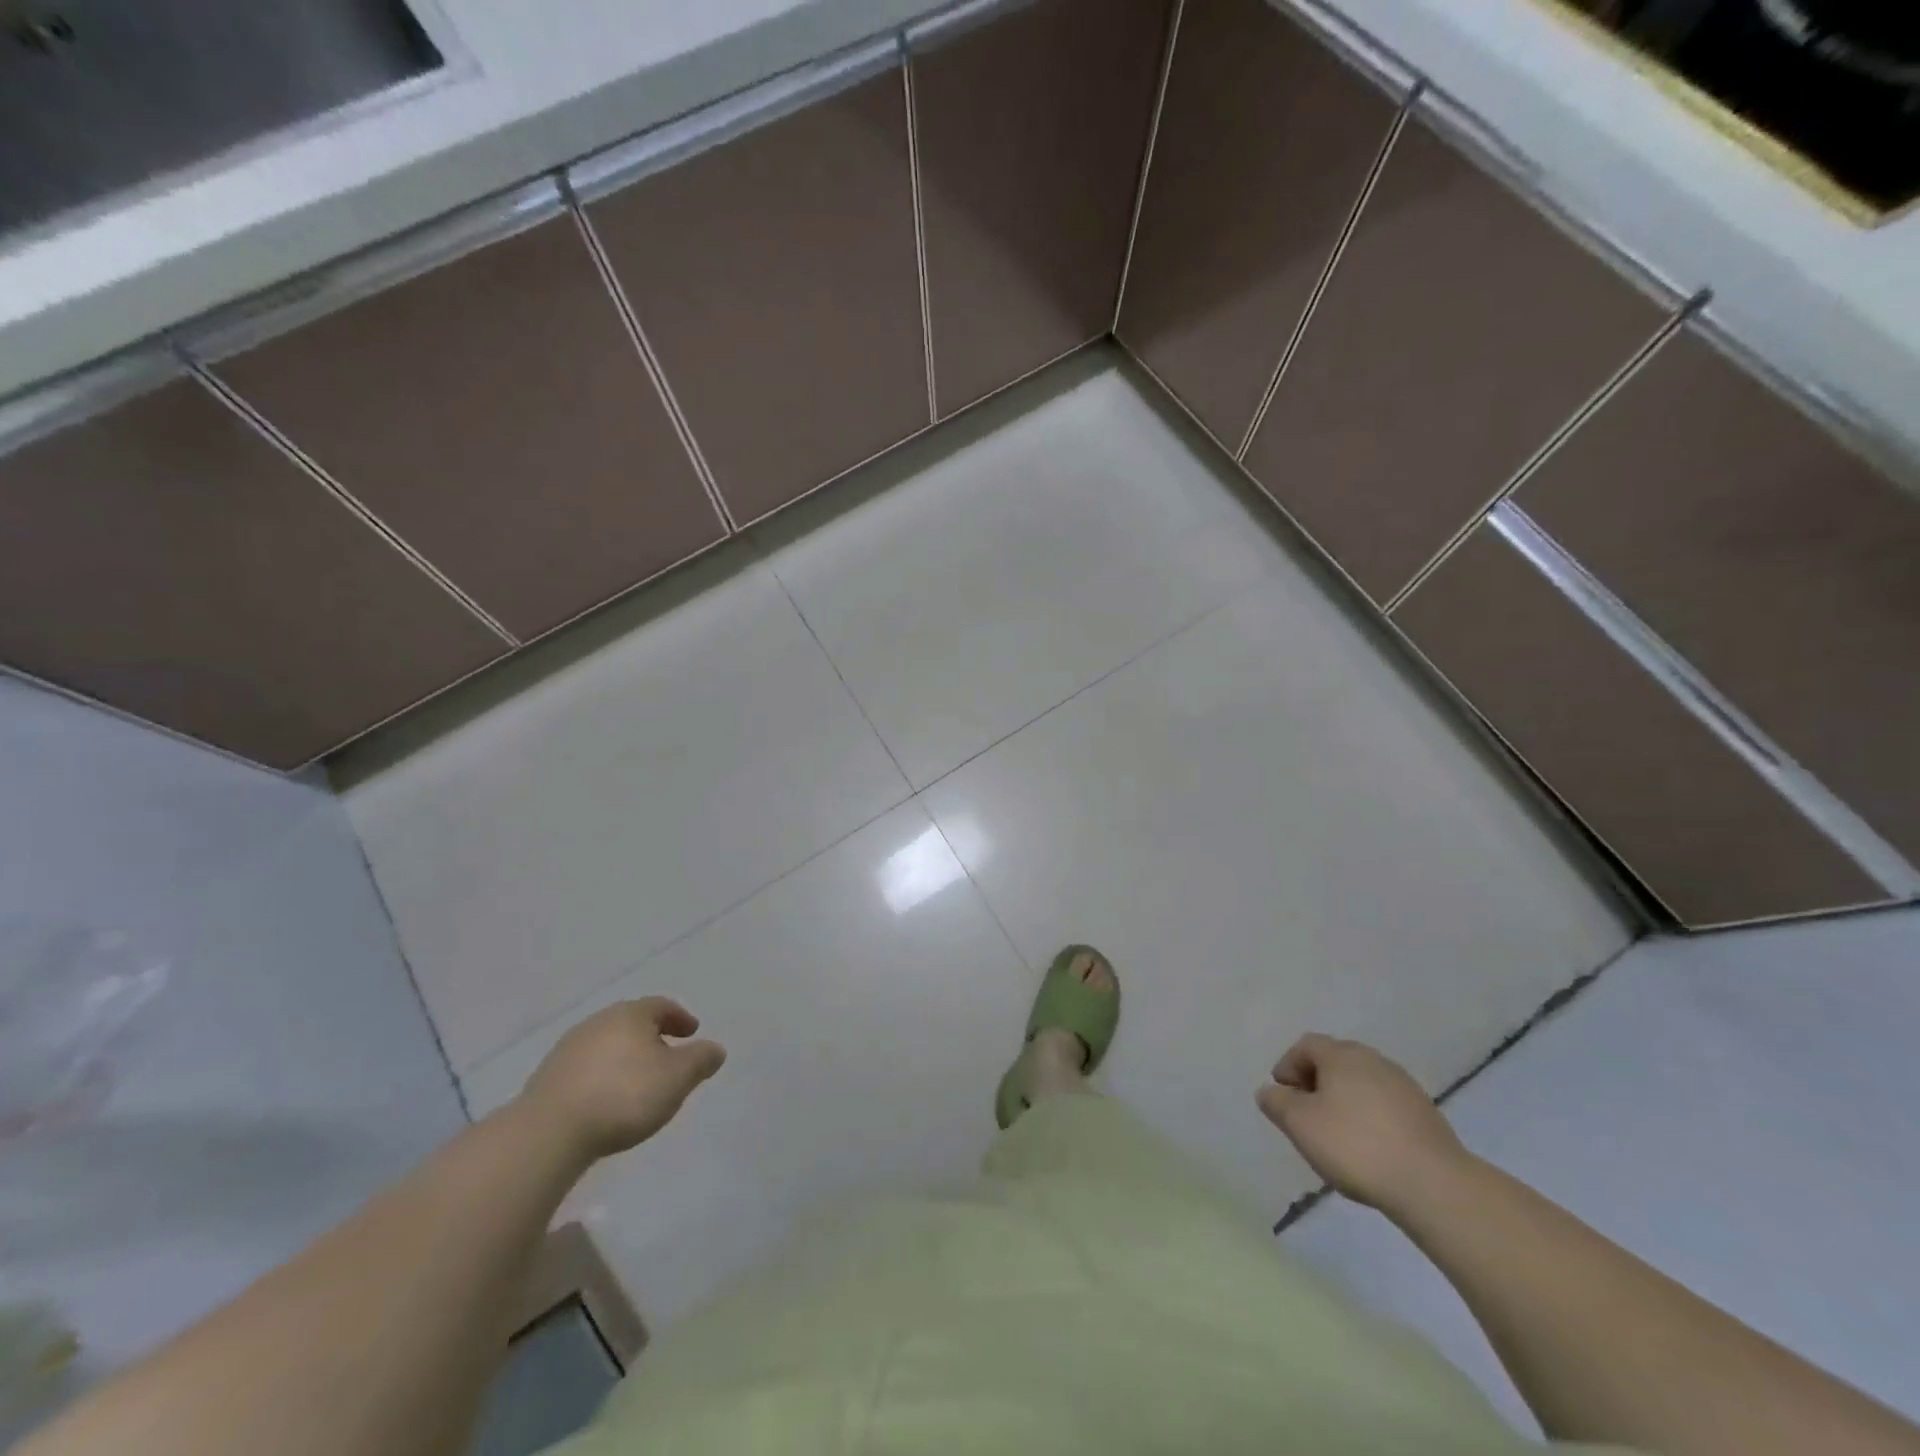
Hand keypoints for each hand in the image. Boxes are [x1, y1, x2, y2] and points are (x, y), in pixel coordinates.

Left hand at [519, 998, 725, 1160]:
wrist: (549, 1132)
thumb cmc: (624, 1095)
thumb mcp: (677, 1078)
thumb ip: (701, 1060)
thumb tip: (715, 1049)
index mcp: (630, 1015)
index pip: (661, 1006)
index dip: (680, 1018)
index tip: (692, 1032)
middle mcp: (598, 1022)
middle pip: (631, 1023)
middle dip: (651, 1036)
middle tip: (667, 1055)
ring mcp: (568, 1049)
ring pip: (606, 1045)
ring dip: (624, 1057)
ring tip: (637, 1081)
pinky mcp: (547, 1078)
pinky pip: (586, 1068)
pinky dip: (602, 1076)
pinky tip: (607, 1099)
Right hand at [1256, 1034, 1468, 1213]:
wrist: (1434, 1185)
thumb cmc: (1356, 1146)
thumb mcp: (1300, 1125)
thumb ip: (1277, 1103)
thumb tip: (1269, 1091)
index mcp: (1342, 1055)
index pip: (1306, 1045)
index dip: (1288, 1066)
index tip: (1283, 1096)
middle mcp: (1373, 1060)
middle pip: (1335, 1062)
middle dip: (1315, 1084)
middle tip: (1305, 1115)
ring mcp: (1404, 1086)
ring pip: (1361, 1084)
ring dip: (1344, 1101)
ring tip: (1337, 1136)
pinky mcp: (1426, 1115)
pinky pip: (1385, 1106)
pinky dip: (1370, 1118)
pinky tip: (1369, 1149)